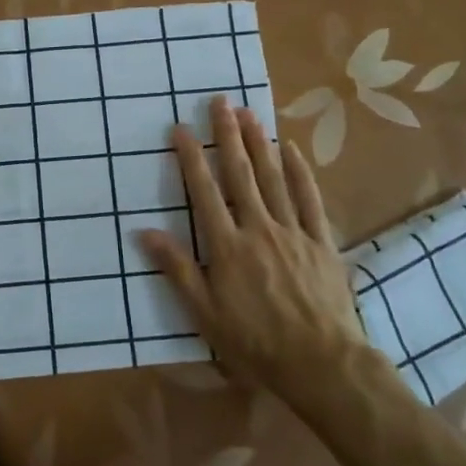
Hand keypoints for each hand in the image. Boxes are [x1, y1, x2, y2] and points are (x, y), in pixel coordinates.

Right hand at [135, 95, 378, 413]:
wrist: (321, 363)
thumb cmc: (255, 342)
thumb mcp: (205, 314)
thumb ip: (176, 269)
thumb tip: (144, 232)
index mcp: (227, 246)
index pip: (204, 192)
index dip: (191, 158)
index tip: (181, 128)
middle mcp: (258, 228)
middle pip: (240, 174)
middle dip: (228, 135)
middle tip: (220, 102)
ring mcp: (293, 231)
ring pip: (273, 178)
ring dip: (260, 143)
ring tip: (249, 113)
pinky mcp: (321, 241)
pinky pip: (309, 199)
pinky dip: (300, 172)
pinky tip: (292, 149)